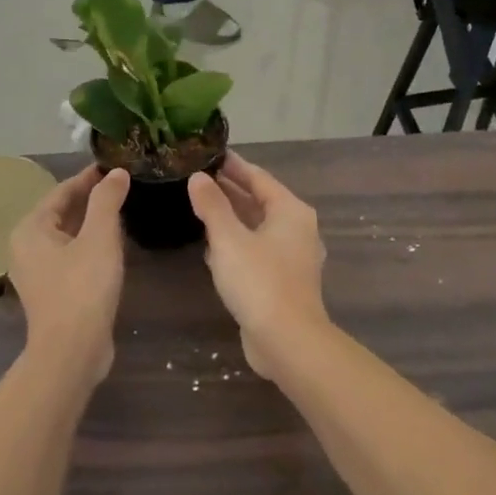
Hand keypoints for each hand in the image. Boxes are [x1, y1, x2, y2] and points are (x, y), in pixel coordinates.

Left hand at [7, 167, 129, 388]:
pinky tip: (111, 246)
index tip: (112, 166)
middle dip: (89, 199)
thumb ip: (107, 200)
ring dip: (91, 222)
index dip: (88, 178)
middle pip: (61, 213)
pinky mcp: (51, 291)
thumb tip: (116, 172)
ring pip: (66, 236)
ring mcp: (36, 272)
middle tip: (121, 185)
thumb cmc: (83, 288)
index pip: (61, 191)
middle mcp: (26, 247)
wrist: (72, 351)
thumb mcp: (100, 238)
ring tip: (121, 210)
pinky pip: (69, 256)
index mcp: (30, 229)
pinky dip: (88, 245)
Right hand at [186, 153, 329, 380]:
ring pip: (258, 227)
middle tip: (199, 178)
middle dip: (231, 190)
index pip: (259, 178)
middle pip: (260, 201)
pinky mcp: (283, 281)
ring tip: (201, 206)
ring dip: (232, 217)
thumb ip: (212, 206)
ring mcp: (292, 257)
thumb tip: (198, 178)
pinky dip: (237, 243)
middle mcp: (297, 229)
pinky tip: (212, 247)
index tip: (211, 154)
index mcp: (291, 212)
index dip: (234, 166)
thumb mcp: (229, 239)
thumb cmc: (259, 281)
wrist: (287, 340)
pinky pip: (257, 251)